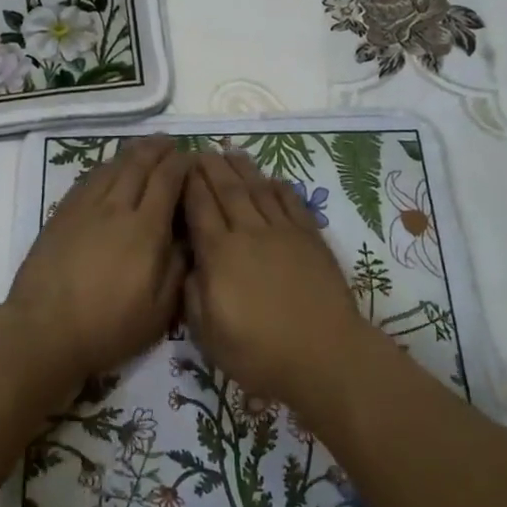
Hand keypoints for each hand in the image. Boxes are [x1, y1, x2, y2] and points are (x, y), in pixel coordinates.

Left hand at [4, 136, 188, 398]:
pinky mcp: (62, 213)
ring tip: (146, 147)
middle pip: (140, 164)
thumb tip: (188, 236)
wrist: (44, 331)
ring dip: (133, 152)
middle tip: (171, 142)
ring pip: (113, 166)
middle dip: (159, 149)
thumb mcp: (159, 311)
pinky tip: (111, 167)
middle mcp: (116, 208)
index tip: (193, 157)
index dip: (183, 164)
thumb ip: (178, 268)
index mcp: (145, 229)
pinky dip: (106, 166)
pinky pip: (88, 178)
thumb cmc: (108, 328)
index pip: (168, 180)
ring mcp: (85, 207)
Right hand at [182, 151, 370, 412]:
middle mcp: (248, 233)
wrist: (325, 355)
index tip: (181, 166)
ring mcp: (282, 232)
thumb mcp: (209, 335)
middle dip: (211, 167)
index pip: (199, 208)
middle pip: (227, 190)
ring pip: (258, 189)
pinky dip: (279, 186)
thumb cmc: (260, 353)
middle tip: (201, 150)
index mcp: (219, 255)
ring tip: (230, 151)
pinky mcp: (310, 237)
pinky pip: (291, 201)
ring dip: (242, 168)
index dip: (189, 184)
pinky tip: (271, 178)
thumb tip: (191, 265)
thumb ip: (193, 295)